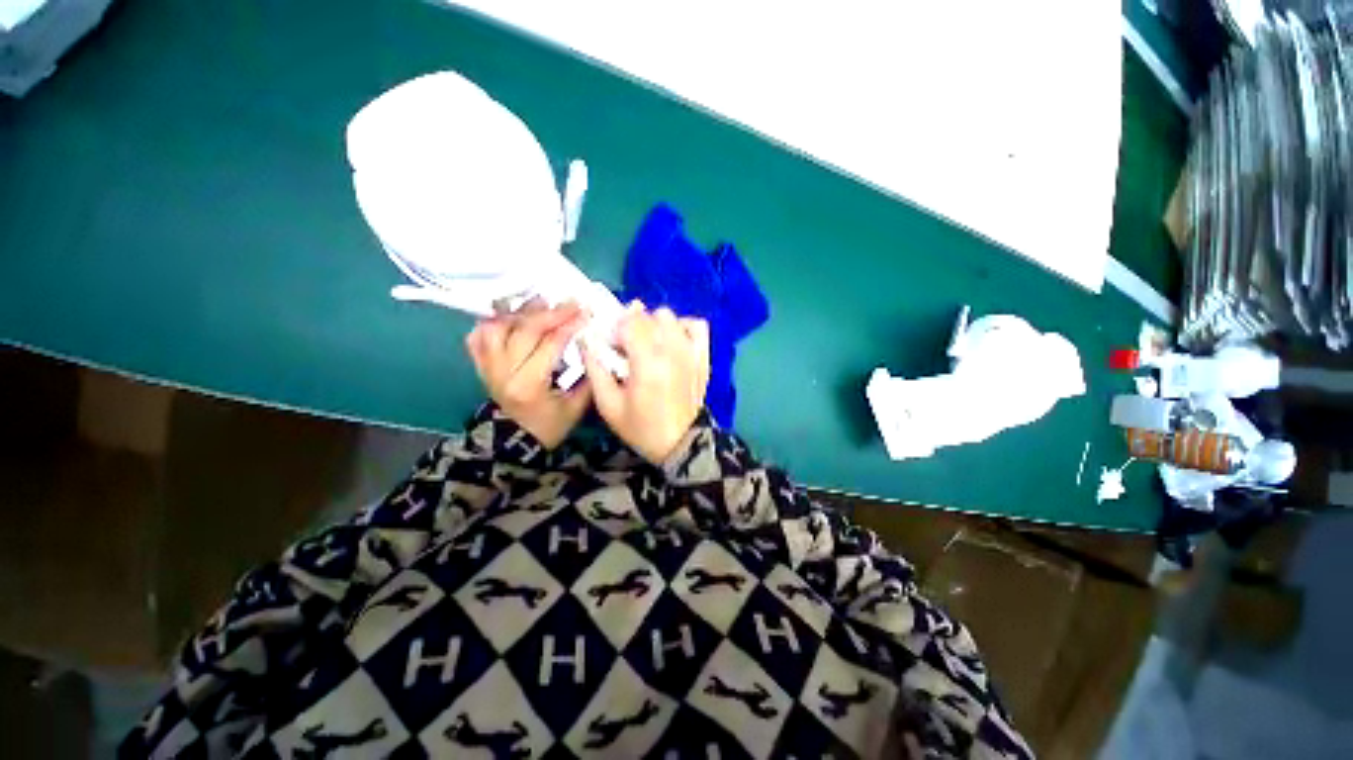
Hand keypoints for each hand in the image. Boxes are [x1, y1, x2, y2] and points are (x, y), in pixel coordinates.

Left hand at [466, 300, 590, 448]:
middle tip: (570, 303)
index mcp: (529, 385)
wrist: (516, 441)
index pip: (549, 344)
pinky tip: (510, 315)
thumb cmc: (550, 426)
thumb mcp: (576, 407)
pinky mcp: (480, 366)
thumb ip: (587, 377)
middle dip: (550, 313)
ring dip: (519, 312)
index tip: (585, 312)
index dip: (569, 325)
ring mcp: (487, 368)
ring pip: (496, 327)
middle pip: (524, 330)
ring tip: (540, 303)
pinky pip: (477, 337)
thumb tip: (594, 345)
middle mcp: (503, 372)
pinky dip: (492, 322)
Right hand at [581, 303, 709, 464]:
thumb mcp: (608, 405)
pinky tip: (673, 341)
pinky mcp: (703, 356)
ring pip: (669, 316)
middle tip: (628, 350)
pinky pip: (696, 325)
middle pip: (647, 315)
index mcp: (647, 362)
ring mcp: (691, 351)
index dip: (615, 329)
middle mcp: (672, 350)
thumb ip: (595, 368)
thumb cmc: (641, 427)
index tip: (612, 347)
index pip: (630, 321)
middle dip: (632, 327)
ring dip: (654, 325)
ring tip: (649, 346)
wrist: (680, 443)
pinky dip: (682, 327)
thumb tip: (587, 339)